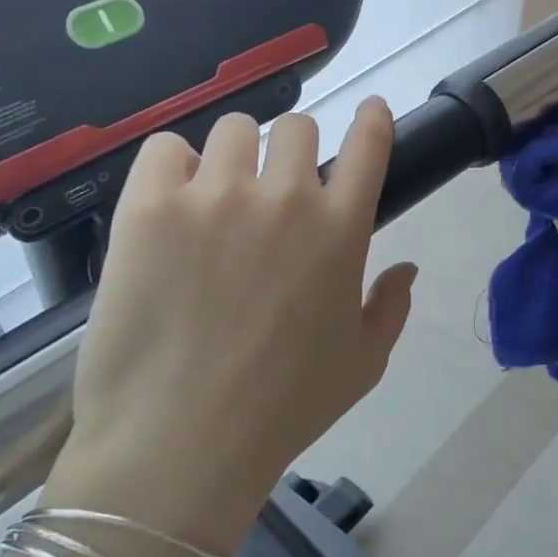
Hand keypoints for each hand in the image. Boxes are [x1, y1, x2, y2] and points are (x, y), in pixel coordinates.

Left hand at [45, 100, 417, 552]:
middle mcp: (285, 198)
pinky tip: (171, 203)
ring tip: (217, 195)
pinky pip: (166, 148)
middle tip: (273, 186)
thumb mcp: (363, 364)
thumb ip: (392, 307)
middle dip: (293, 149)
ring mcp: (215, 196)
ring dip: (234, 155)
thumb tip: (407, 268)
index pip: (368, 144)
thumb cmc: (284, 409)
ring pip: (234, 129)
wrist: (180, 444)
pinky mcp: (150, 206)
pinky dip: (174, 166)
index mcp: (341, 230)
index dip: (371, 120)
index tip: (368, 112)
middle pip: (297, 126)